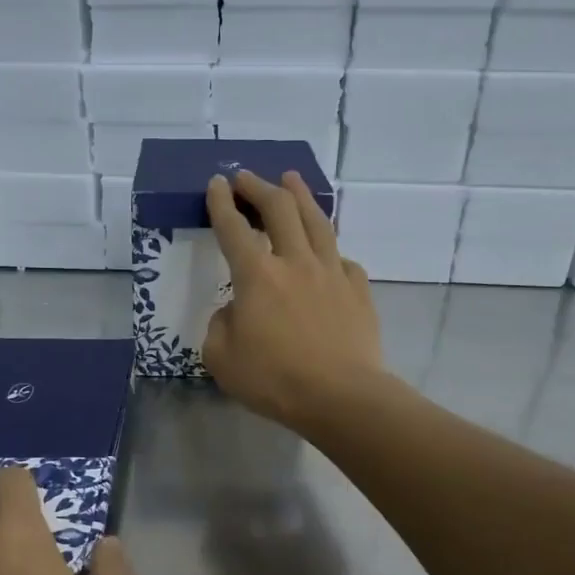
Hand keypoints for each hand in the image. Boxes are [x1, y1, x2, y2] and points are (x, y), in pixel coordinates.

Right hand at [205, 169, 383, 433]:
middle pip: (279, 209)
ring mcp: (332, 272)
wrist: (340, 396)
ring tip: (292, 179)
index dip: (221, 203)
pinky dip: (330, 249)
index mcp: (256, 276)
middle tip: (246, 178)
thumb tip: (233, 311)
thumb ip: (220, 326)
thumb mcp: (221, 359)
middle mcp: (294, 262)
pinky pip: (342, 259)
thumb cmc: (274, 380)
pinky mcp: (358, 289)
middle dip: (258, 187)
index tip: (216, 183)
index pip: (233, 228)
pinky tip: (328, 251)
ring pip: (316, 221)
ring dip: (300, 195)